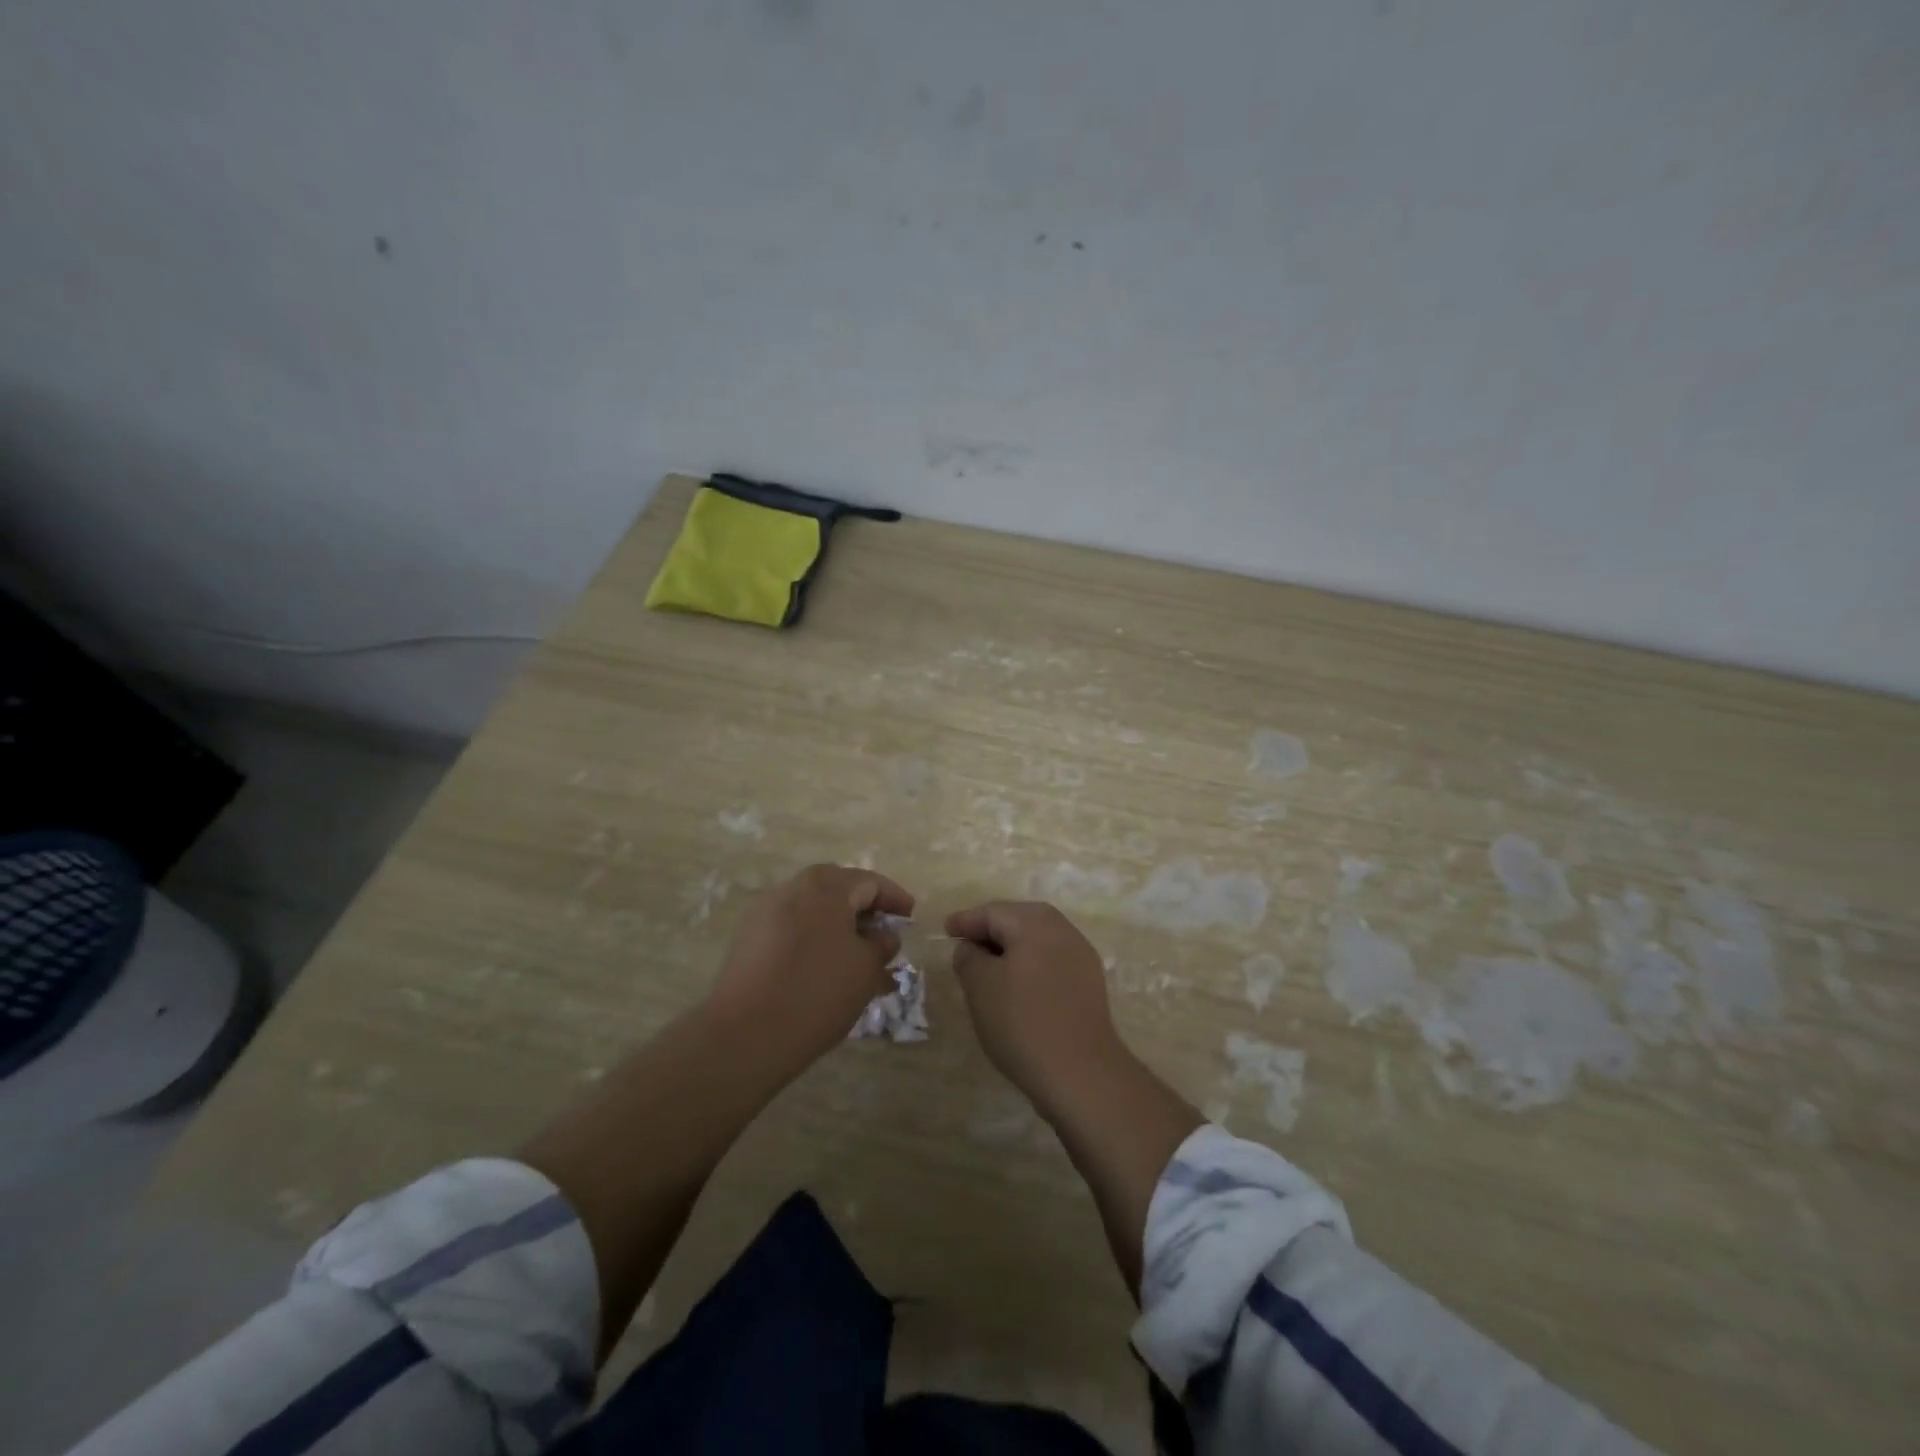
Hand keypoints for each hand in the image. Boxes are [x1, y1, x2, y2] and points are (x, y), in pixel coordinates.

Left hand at [708, 864, 914, 1072]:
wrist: (746, 1034)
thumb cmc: (818, 991)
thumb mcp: (866, 968)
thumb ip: (881, 944)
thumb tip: (883, 935)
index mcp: (825, 885)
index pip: (870, 882)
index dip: (895, 899)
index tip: (911, 917)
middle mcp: (793, 888)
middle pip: (838, 892)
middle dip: (865, 912)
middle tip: (885, 936)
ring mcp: (765, 912)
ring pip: (814, 912)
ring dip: (839, 929)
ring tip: (859, 960)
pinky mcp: (748, 940)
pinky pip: (793, 930)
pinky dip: (815, 942)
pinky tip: (827, 971)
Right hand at [945, 900, 1130, 1118]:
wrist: (1081, 1072)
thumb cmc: (1022, 1022)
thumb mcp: (980, 987)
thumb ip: (969, 957)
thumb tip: (971, 947)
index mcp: (1033, 922)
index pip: (992, 912)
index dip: (966, 921)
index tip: (946, 929)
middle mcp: (1061, 929)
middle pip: (1018, 920)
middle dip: (991, 930)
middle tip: (966, 945)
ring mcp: (1080, 955)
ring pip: (1037, 940)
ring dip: (1012, 948)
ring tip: (989, 967)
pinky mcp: (1089, 981)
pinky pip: (1052, 960)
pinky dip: (1031, 964)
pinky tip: (1018, 986)